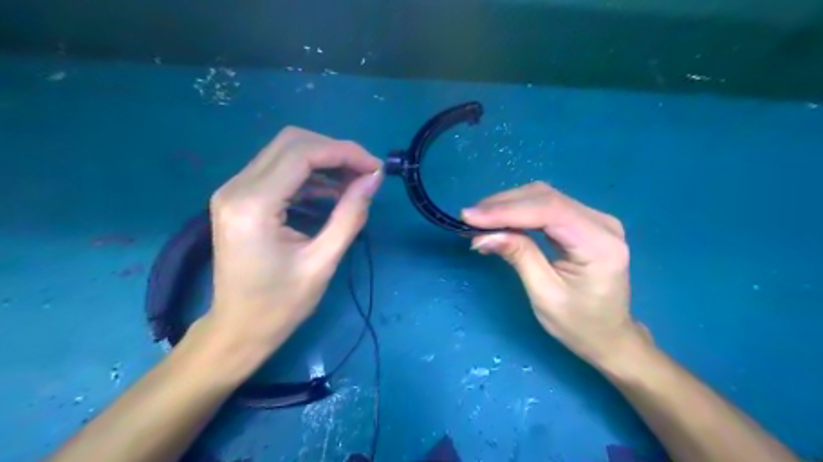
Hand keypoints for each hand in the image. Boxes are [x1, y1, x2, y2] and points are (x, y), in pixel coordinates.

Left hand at [205, 127, 385, 363]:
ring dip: (324, 161)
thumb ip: (350, 216)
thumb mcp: (323, 262)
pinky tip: (332, 192)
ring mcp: (234, 191)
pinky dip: (310, 175)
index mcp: (253, 205)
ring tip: (355, 182)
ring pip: (285, 152)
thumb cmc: (280, 305)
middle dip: (335, 151)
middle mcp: (236, 188)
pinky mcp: (240, 199)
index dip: (344, 153)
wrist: (237, 330)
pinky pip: (279, 171)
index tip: (375, 168)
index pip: (302, 153)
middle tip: (366, 173)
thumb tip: (373, 180)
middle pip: (291, 142)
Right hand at [462, 182, 649, 365]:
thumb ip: (519, 256)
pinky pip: (547, 207)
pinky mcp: (584, 222)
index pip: (549, 212)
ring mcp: (595, 219)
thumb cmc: (579, 324)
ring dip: (507, 205)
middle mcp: (602, 223)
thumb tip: (483, 235)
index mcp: (600, 244)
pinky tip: (498, 219)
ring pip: (544, 197)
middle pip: (546, 198)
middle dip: (503, 205)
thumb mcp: (545, 295)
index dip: (506, 210)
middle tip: (469, 218)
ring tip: (478, 219)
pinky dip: (518, 210)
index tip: (470, 217)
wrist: (609, 335)